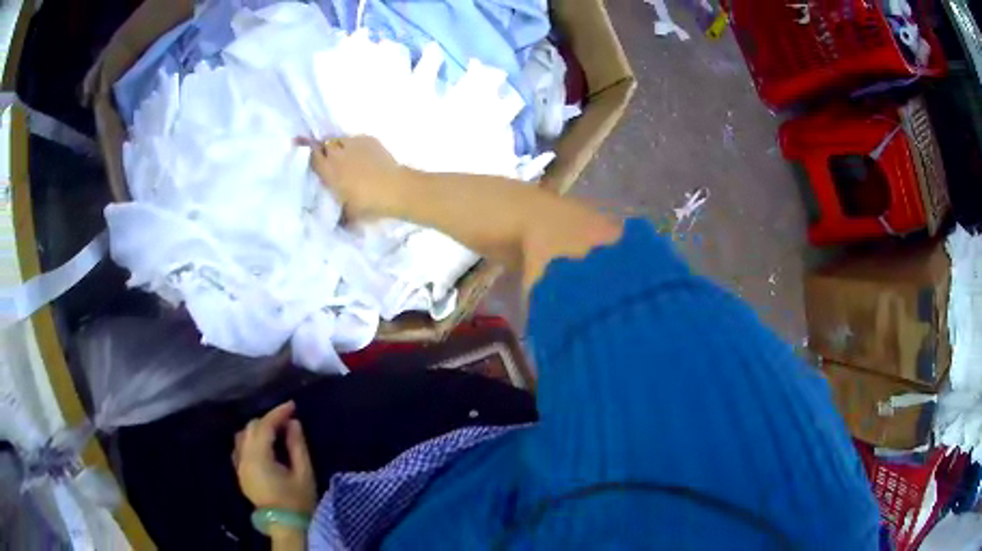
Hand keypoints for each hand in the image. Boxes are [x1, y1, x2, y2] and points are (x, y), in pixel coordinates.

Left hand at [233, 401, 316, 515]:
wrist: (285, 526)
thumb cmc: (297, 501)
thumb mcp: (303, 473)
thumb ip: (297, 445)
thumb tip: (293, 423)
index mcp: (258, 458)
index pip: (264, 426)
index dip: (278, 413)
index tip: (292, 405)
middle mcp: (244, 458)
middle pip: (251, 428)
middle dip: (268, 420)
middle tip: (287, 421)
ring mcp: (239, 466)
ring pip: (243, 436)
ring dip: (258, 429)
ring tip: (276, 432)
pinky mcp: (240, 474)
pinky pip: (240, 448)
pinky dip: (250, 441)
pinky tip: (263, 446)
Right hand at [296, 135, 407, 217]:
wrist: (396, 189)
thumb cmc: (369, 204)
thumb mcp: (350, 215)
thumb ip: (340, 217)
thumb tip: (339, 223)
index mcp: (329, 171)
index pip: (313, 158)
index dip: (313, 159)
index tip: (316, 164)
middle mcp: (338, 154)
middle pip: (325, 146)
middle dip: (326, 151)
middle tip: (332, 162)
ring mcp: (354, 144)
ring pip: (340, 140)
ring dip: (341, 147)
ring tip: (348, 157)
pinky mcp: (369, 139)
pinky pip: (357, 139)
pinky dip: (357, 145)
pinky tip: (364, 155)